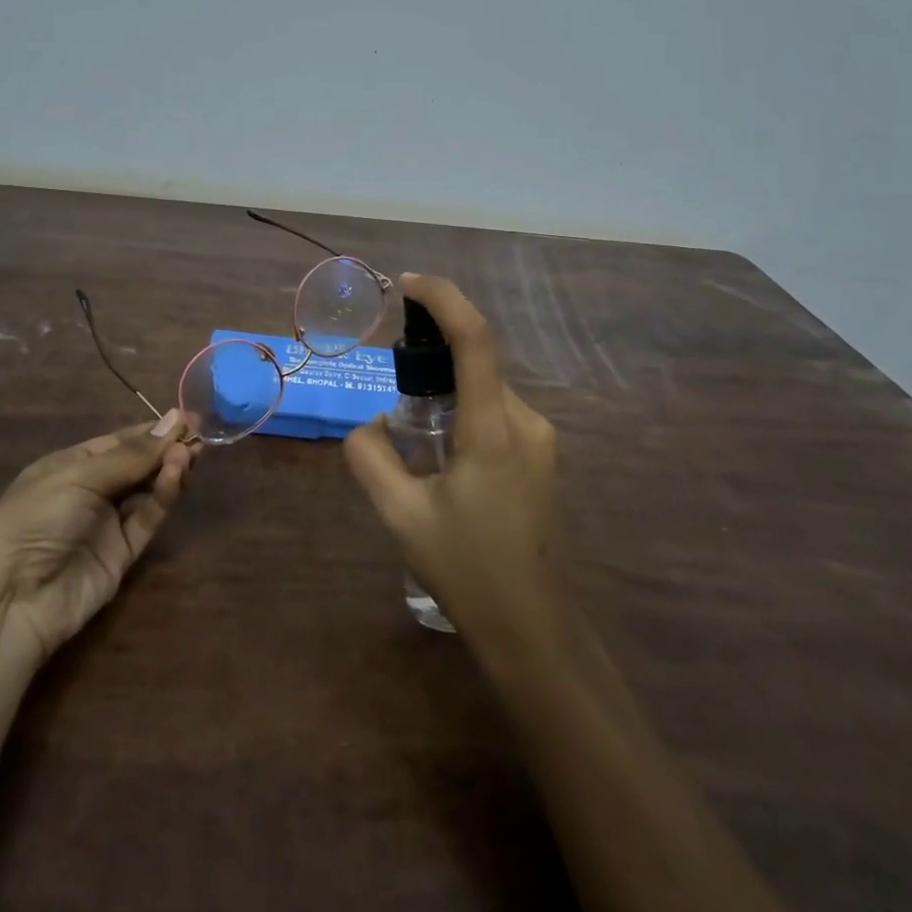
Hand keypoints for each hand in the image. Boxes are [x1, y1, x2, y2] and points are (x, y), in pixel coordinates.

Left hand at [0, 413, 196, 668]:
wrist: (11, 600)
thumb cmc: (36, 518)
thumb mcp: (79, 476)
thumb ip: (131, 454)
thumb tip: (175, 420)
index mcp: (70, 466)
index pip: (118, 442)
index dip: (151, 431)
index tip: (186, 418)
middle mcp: (90, 492)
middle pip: (137, 465)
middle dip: (166, 448)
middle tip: (199, 434)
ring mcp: (106, 524)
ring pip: (147, 490)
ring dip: (168, 469)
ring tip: (191, 452)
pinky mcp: (122, 555)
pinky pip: (147, 518)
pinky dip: (164, 496)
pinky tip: (176, 475)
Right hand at [343, 273, 559, 639]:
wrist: (532, 628)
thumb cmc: (467, 570)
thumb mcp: (400, 515)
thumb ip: (370, 457)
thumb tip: (371, 424)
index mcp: (493, 430)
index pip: (474, 339)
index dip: (442, 298)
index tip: (407, 284)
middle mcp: (525, 422)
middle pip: (476, 363)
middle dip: (432, 360)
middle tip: (394, 396)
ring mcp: (540, 439)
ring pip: (485, 390)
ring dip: (447, 393)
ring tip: (416, 444)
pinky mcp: (542, 455)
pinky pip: (496, 412)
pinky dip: (464, 412)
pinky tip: (443, 458)